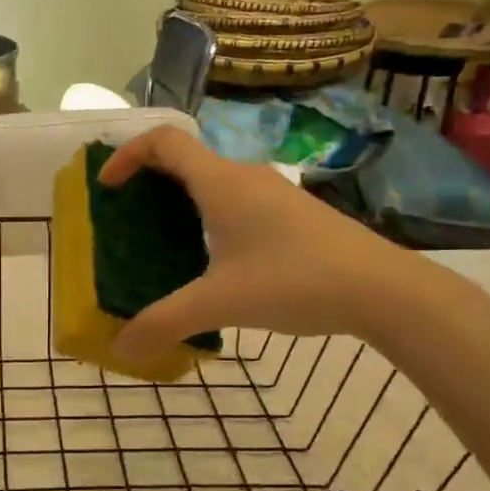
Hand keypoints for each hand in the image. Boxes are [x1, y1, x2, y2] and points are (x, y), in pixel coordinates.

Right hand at [99, 127, 432, 365]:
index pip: (163, 141)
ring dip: (180, 203)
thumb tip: (120, 349)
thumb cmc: (294, 280)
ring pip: (212, 184)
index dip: (127, 155)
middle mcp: (244, 176)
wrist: (382, 289)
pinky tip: (213, 262)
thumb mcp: (221, 303)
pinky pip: (235, 202)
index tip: (107, 188)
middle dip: (148, 184)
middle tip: (126, 221)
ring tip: (162, 244)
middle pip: (184, 161)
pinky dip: (209, 218)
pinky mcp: (292, 214)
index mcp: (220, 182)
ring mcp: (272, 193)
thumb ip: (164, 323)